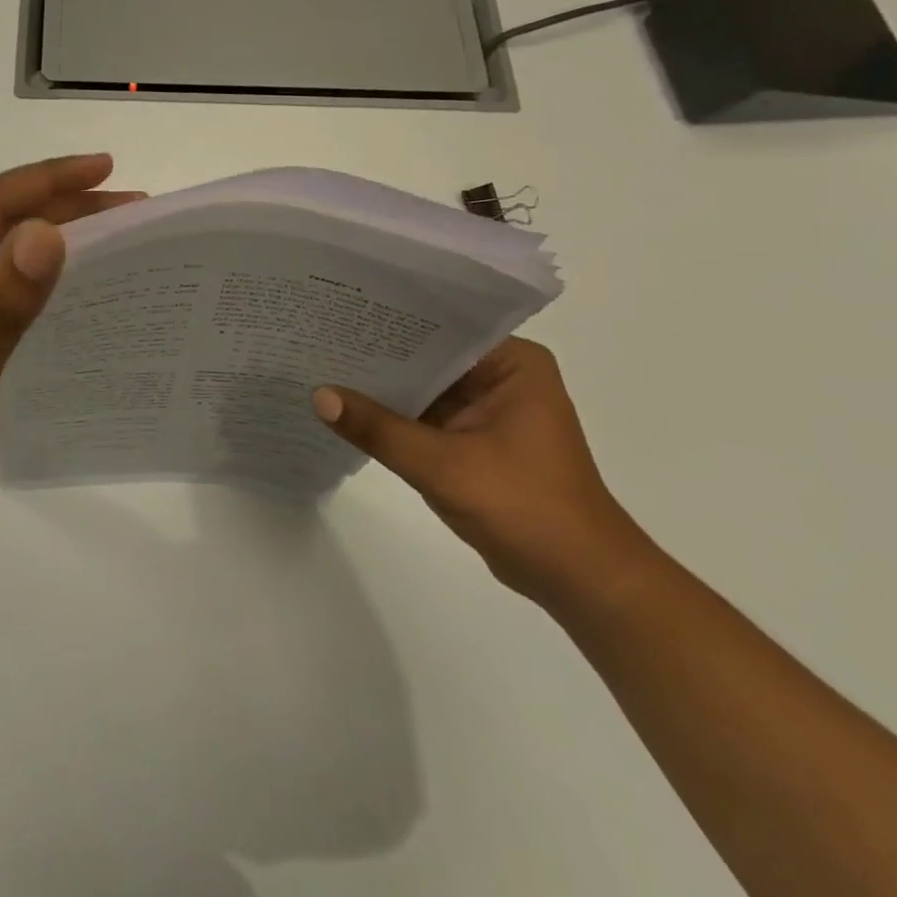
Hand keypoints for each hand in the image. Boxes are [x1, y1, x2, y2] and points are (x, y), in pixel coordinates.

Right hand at [313, 339, 657, 611]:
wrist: (580, 582)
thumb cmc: (526, 509)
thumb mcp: (443, 465)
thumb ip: (378, 428)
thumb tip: (317, 395)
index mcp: (512, 363)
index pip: (439, 327)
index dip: (386, 322)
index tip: (336, 314)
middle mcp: (500, 376)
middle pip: (425, 356)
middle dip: (375, 355)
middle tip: (316, 337)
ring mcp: (486, 410)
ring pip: (421, 387)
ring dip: (380, 387)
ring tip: (318, 366)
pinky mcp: (473, 440)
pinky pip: (422, 416)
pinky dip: (391, 418)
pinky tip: (344, 410)